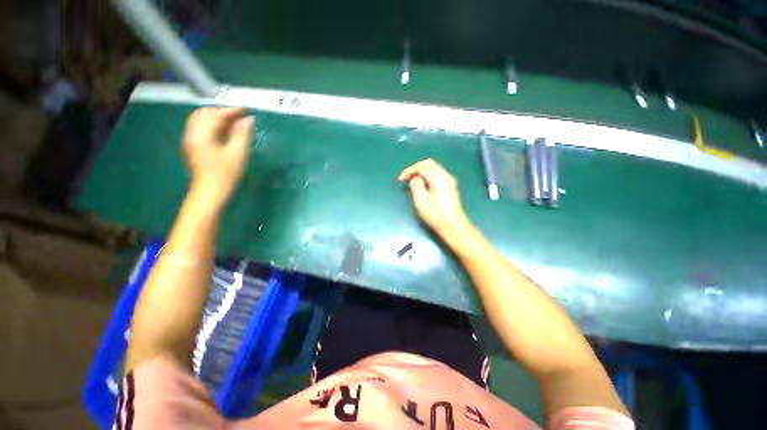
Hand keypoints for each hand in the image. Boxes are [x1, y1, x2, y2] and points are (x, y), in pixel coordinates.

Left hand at [182, 107, 254, 207]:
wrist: (211, 193)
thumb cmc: (226, 174)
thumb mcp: (238, 153)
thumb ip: (243, 134)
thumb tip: (249, 119)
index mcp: (202, 135)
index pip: (216, 115)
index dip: (232, 110)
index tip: (247, 111)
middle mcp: (192, 134)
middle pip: (204, 114)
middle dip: (222, 112)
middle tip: (240, 117)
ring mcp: (191, 141)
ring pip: (202, 121)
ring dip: (217, 118)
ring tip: (235, 124)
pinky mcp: (194, 147)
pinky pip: (202, 129)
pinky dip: (214, 126)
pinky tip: (226, 133)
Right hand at [398, 159, 470, 237]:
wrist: (454, 226)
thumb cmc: (436, 215)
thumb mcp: (421, 201)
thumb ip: (416, 186)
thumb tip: (415, 179)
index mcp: (438, 178)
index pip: (422, 166)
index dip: (409, 170)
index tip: (400, 179)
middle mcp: (446, 175)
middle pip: (429, 164)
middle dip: (415, 169)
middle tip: (406, 178)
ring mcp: (449, 180)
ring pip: (433, 168)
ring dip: (421, 172)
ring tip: (412, 182)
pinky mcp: (450, 186)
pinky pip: (437, 174)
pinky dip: (427, 176)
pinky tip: (423, 185)